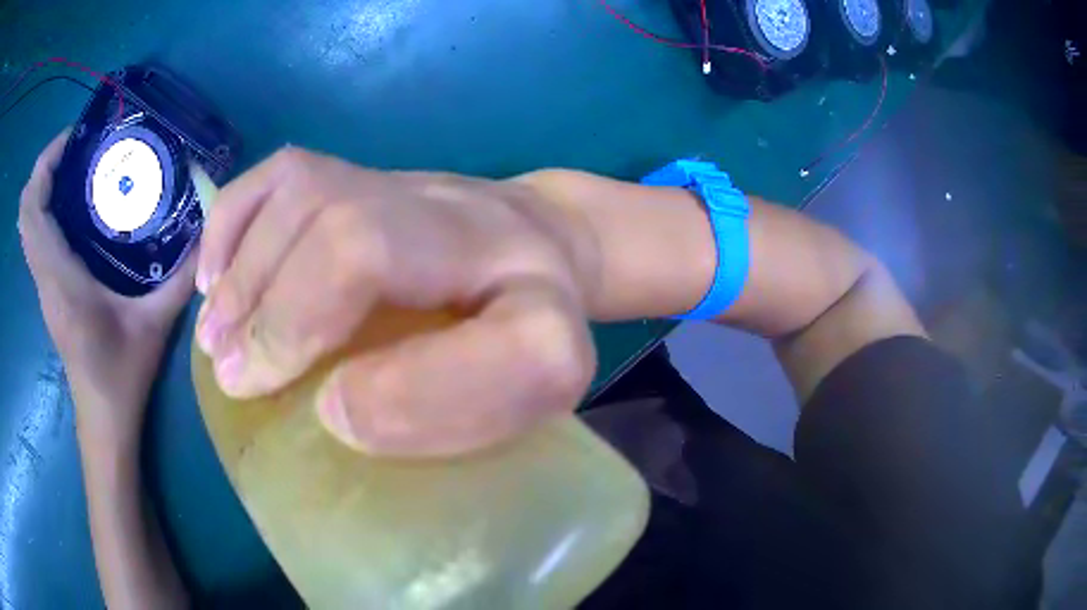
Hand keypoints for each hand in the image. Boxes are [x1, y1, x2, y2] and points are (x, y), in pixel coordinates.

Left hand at [19, 130, 196, 447]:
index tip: (71, 139)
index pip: (32, 210)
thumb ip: (179, 275)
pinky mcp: (48, 289)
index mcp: (58, 277)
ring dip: (43, 187)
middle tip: (76, 146)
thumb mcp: (155, 324)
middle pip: (25, 209)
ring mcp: (43, 283)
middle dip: (43, 167)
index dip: (45, 164)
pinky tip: (74, 205)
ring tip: (76, 167)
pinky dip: (45, 209)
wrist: (103, 420)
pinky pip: (36, 237)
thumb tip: (206, 230)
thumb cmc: (120, 376)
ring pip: (27, 223)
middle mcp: (44, 275)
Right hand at [196, 148, 599, 455]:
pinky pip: (286, 174)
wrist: (544, 246)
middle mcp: (464, 217)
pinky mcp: (370, 173)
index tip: (322, 410)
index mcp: (529, 289)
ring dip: (245, 275)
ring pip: (307, 196)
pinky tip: (217, 277)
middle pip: (352, 231)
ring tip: (217, 339)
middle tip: (234, 378)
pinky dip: (234, 222)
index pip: (458, 308)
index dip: (360, 354)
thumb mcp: (532, 385)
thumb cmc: (530, 330)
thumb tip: (336, 409)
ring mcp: (408, 182)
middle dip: (277, 313)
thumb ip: (459, 404)